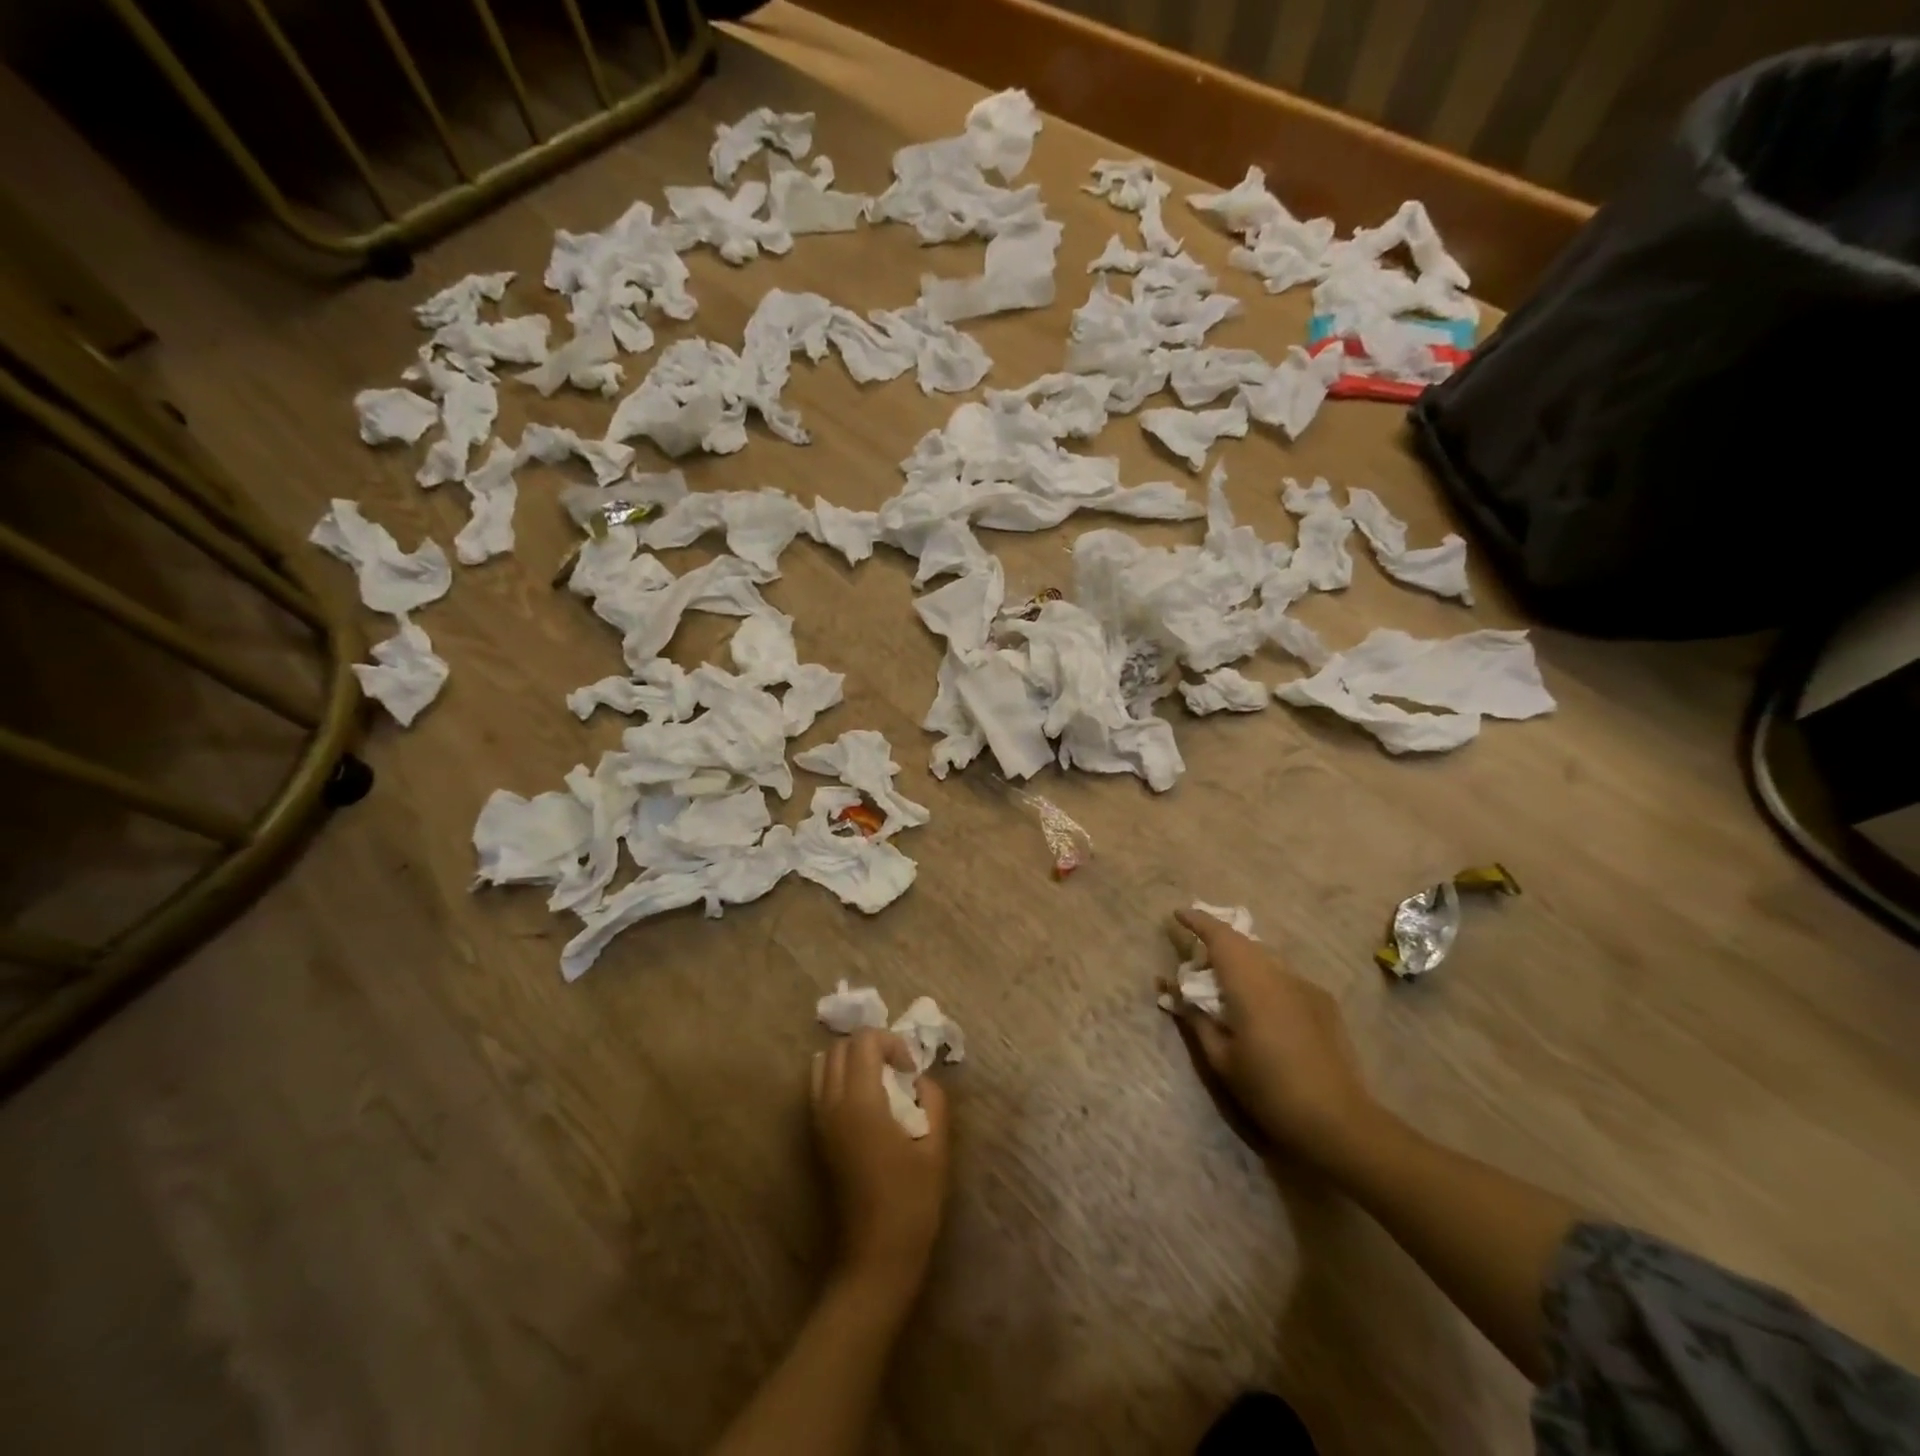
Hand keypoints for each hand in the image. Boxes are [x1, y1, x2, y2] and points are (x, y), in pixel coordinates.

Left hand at [811, 1030, 949, 1299]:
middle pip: (840, 1047)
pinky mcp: (817, 1138)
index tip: (911, 1070)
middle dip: (871, 1046)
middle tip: (898, 1069)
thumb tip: (920, 1079)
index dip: (892, 1043)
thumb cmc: (912, 1202)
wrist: (876, 1257)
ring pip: (823, 1064)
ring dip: (851, 1060)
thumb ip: (933, 1099)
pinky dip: (838, 1078)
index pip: (864, 1041)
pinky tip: (865, 1101)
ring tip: (880, 1080)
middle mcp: (832, 1104)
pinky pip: (819, 1088)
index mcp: (860, 1102)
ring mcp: (819, 1121)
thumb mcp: (936, 1146)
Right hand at [1168, 907, 1378, 1170]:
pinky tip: (1260, 1004)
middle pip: (1244, 942)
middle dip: (1218, 939)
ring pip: (1266, 958)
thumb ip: (1195, 1019)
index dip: (1198, 921)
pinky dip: (1263, 977)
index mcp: (1251, 985)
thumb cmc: (1269, 1091)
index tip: (1178, 914)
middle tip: (1195, 953)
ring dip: (1242, 958)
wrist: (1339, 1122)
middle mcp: (1279, 975)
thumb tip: (1173, 991)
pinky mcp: (1323, 1003)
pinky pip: (1284, 976)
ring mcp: (1306, 987)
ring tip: (1225, 979)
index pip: (1221, 937)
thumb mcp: (1221, 1059)